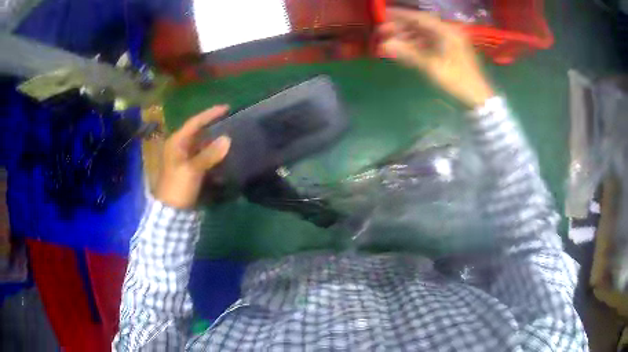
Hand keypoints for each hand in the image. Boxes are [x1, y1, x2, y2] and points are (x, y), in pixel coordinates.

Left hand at [155, 105, 230, 208]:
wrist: (171, 212)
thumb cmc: (177, 186)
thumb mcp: (192, 170)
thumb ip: (209, 154)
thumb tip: (227, 139)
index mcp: (176, 142)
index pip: (194, 123)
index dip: (210, 114)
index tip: (226, 108)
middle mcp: (180, 147)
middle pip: (198, 132)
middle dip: (214, 127)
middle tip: (231, 122)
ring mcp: (185, 158)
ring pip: (202, 145)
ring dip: (215, 141)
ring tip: (231, 136)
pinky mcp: (190, 169)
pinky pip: (204, 156)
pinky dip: (214, 154)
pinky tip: (224, 154)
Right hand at [377, 8, 493, 107]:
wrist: (477, 98)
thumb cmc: (457, 81)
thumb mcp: (432, 67)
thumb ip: (408, 53)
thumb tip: (384, 45)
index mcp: (447, 32)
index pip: (420, 18)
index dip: (401, 15)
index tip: (384, 14)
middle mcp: (448, 32)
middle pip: (420, 25)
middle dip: (401, 27)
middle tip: (383, 31)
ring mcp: (449, 42)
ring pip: (423, 34)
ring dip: (407, 37)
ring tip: (390, 41)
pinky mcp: (449, 51)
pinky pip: (429, 43)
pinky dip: (416, 45)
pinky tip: (404, 49)